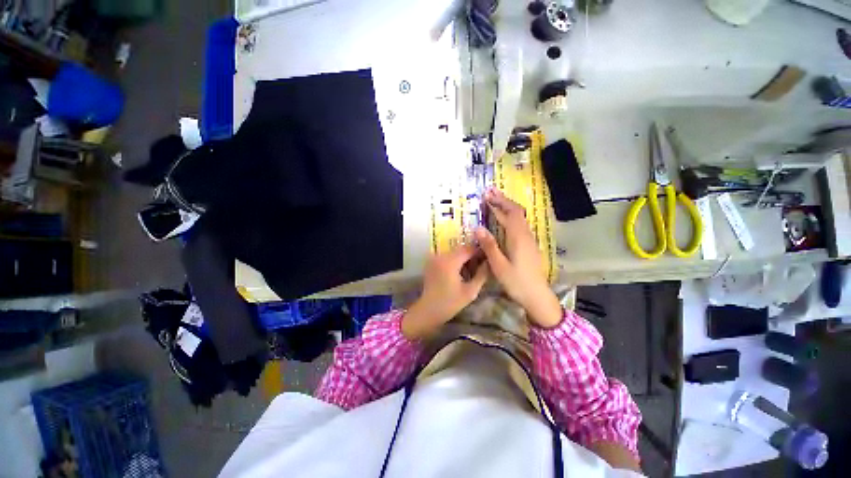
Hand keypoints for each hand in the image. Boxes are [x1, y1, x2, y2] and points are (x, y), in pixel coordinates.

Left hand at [402, 245, 488, 339]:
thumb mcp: (470, 291)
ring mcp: (434, 257)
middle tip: (482, 263)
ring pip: (454, 252)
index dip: (480, 250)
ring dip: (464, 257)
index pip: (468, 249)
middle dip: (472, 254)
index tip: (489, 255)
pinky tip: (461, 270)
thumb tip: (489, 262)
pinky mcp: (431, 261)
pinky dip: (455, 260)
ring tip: (472, 268)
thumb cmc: (450, 303)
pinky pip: (447, 256)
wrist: (428, 310)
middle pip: (461, 249)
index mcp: (450, 261)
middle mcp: (441, 255)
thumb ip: (482, 275)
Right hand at [475, 189, 562, 327]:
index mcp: (518, 237)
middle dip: (503, 200)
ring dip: (507, 207)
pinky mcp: (529, 245)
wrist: (537, 296)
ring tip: (495, 202)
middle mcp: (526, 235)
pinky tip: (503, 220)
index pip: (509, 213)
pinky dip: (510, 216)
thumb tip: (478, 227)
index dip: (498, 202)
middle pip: (516, 211)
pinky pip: (519, 224)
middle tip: (489, 193)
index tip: (486, 195)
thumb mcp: (499, 265)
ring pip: (519, 217)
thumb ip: (489, 246)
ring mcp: (529, 239)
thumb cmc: (517, 282)